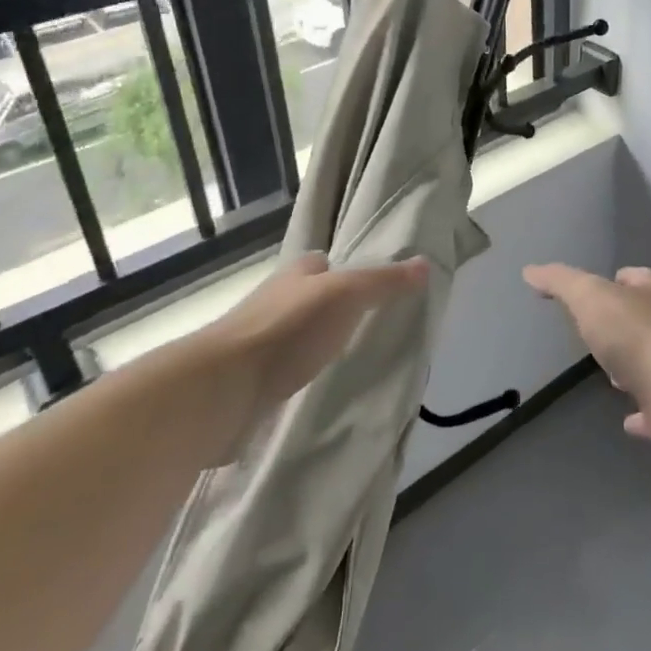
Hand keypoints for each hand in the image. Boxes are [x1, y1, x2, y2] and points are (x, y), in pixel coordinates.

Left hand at [213, 252, 430, 420]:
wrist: (224, 387)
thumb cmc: (288, 329)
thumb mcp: (346, 295)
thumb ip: (383, 282)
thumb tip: (426, 264)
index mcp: (295, 275)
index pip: (323, 263)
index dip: (346, 269)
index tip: (374, 287)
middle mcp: (275, 301)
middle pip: (309, 298)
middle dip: (332, 308)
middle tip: (370, 326)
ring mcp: (260, 342)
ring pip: (296, 334)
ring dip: (316, 343)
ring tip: (351, 358)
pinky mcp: (252, 380)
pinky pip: (285, 370)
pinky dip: (301, 374)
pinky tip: (319, 387)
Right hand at [522, 263, 650, 442]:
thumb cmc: (632, 331)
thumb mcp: (588, 296)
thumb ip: (560, 282)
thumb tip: (530, 270)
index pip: (637, 277)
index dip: (620, 280)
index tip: (603, 287)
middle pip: (647, 320)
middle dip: (626, 327)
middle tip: (601, 337)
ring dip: (636, 368)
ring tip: (613, 378)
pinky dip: (645, 415)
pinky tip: (630, 422)